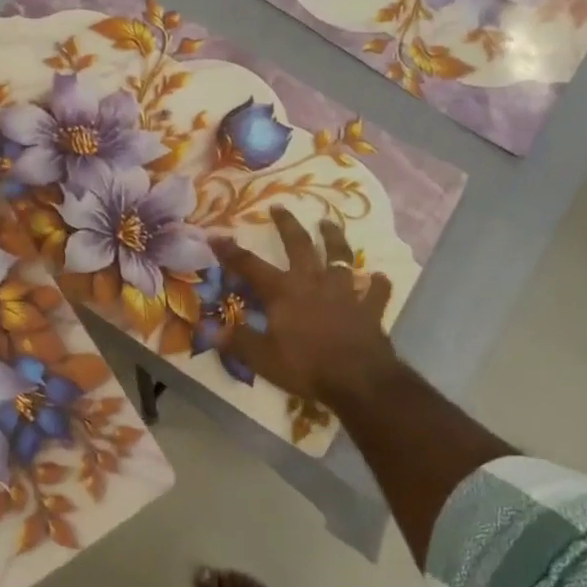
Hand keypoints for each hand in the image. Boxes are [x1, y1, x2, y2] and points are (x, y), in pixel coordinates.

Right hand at [216, 207, 398, 407]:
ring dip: (334, 238)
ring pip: (340, 256)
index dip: (231, 252)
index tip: (216, 235)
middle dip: (287, 225)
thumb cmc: (306, 366)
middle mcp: (313, 282)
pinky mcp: (369, 308)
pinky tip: (378, 276)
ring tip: (328, 223)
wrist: (358, 379)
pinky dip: (377, 283)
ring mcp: (344, 292)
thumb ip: (237, 341)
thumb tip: (207, 328)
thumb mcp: (262, 358)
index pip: (251, 266)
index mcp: (284, 292)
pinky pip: (375, 291)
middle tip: (279, 207)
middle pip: (299, 245)